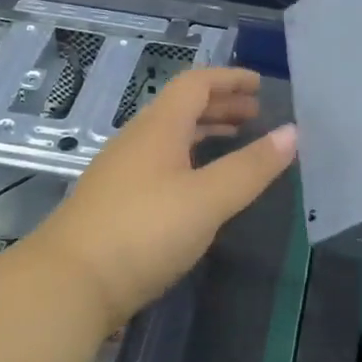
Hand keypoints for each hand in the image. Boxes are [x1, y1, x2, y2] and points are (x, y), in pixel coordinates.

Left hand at [34, 67, 297, 328]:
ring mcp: (121, 171)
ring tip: (235, 141)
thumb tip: (293, 132)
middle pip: (182, 108)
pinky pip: (160, 162)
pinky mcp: (115, 201)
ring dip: (204, 132)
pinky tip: (199, 186)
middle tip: (255, 114)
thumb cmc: (144, 231)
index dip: (229, 79)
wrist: (69, 283)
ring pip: (170, 137)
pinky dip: (189, 159)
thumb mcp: (208, 199)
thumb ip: (251, 167)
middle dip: (221, 105)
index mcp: (159, 128)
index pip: (196, 84)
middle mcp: (137, 140)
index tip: (259, 85)